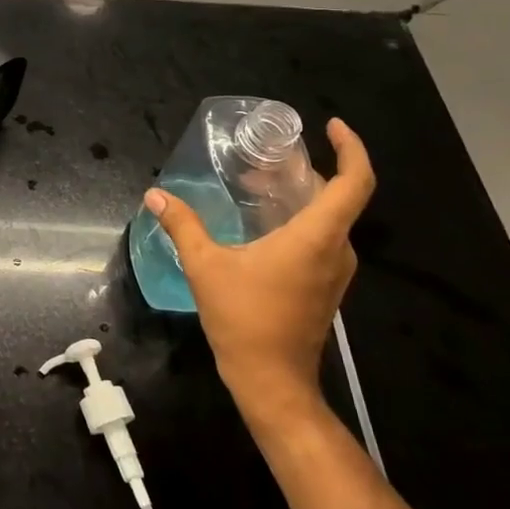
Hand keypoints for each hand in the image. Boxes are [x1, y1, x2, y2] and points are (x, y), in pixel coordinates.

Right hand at [143, 118, 375, 436]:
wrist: (272, 382)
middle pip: (339, 196)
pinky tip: (262, 221)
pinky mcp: (325, 286)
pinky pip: (322, 237)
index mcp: (317, 237)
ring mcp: (334, 271)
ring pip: (329, 218)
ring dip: (300, 195)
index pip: (354, 183)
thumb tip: (155, 194)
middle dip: (308, 169)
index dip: (352, 149)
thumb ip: (182, 225)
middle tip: (268, 156)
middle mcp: (336, 250)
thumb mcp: (205, 267)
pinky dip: (299, 218)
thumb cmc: (244, 319)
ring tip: (259, 183)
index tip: (333, 126)